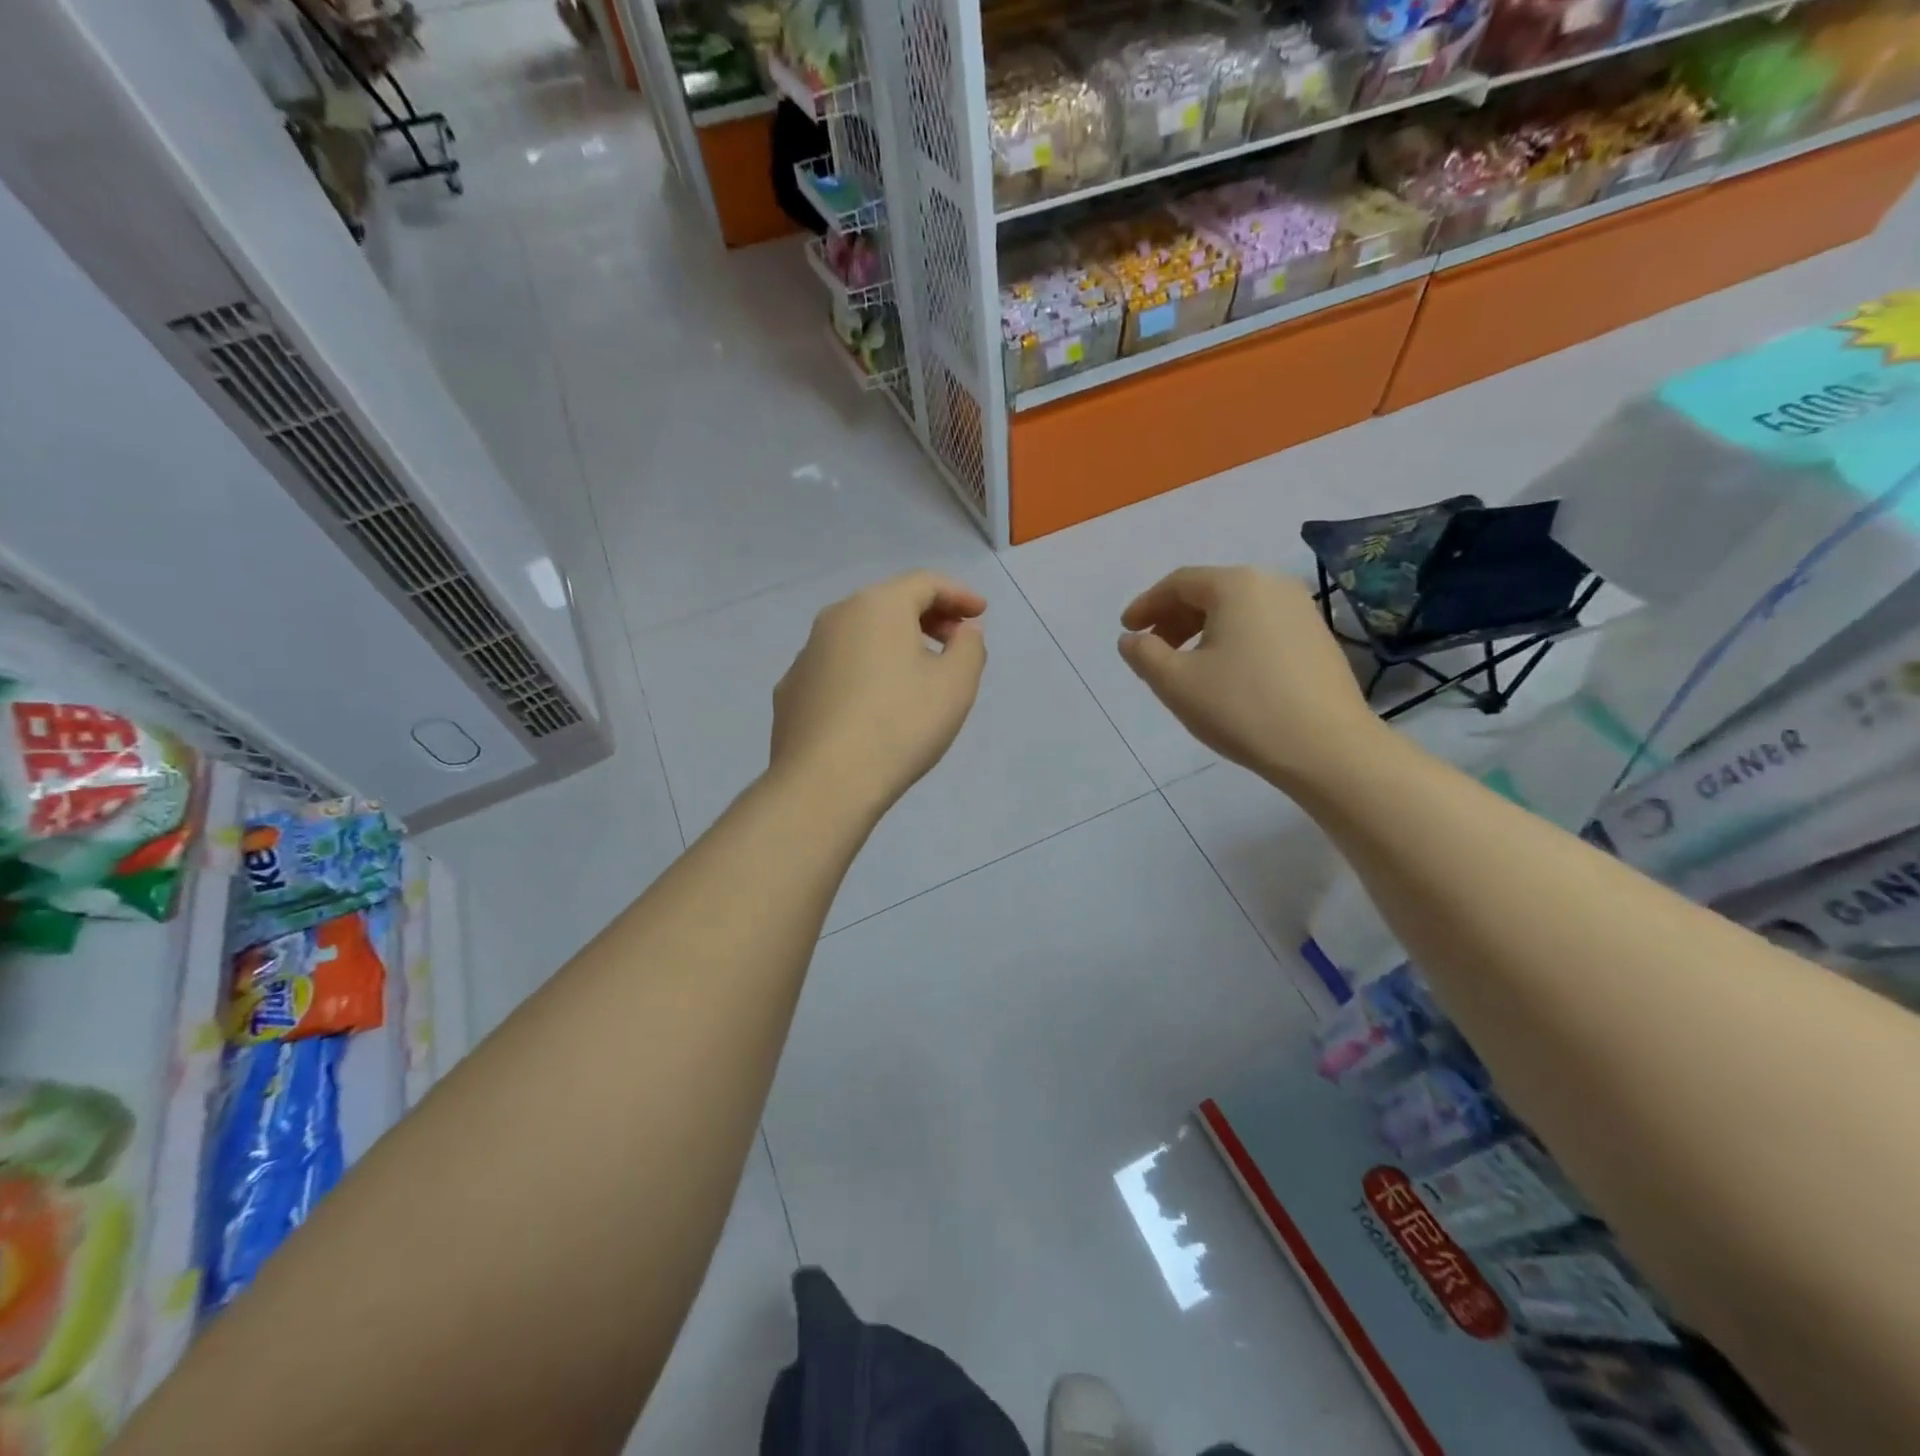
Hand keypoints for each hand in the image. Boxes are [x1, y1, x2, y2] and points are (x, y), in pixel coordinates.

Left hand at [770, 572, 986, 817]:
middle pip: (888, 603)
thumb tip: (962, 632)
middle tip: (955, 640)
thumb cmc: (900, 725)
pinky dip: (862, 670)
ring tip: (916, 673)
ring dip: (893, 643)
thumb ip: (969, 647)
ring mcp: (806, 653)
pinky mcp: (791, 690)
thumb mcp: (956, 685)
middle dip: (927, 616)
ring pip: (859, 634)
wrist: (825, 781)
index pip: (925, 582)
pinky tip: (873, 704)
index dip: (959, 594)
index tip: (980, 613)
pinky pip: (836, 667)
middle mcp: (835, 617)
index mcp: (878, 606)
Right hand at [1118, 566, 1380, 787]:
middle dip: (1174, 618)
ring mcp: (1303, 611)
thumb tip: (1131, 640)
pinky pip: (1262, 628)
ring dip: (1202, 631)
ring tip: (1185, 666)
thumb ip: (1144, 654)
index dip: (1146, 605)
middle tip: (1152, 649)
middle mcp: (1273, 585)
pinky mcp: (1319, 640)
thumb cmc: (1242, 708)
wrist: (1327, 748)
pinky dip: (1233, 641)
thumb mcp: (1176, 682)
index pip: (1179, 583)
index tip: (1126, 631)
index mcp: (1237, 585)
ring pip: (1237, 611)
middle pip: (1210, 592)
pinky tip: (1226, 675)